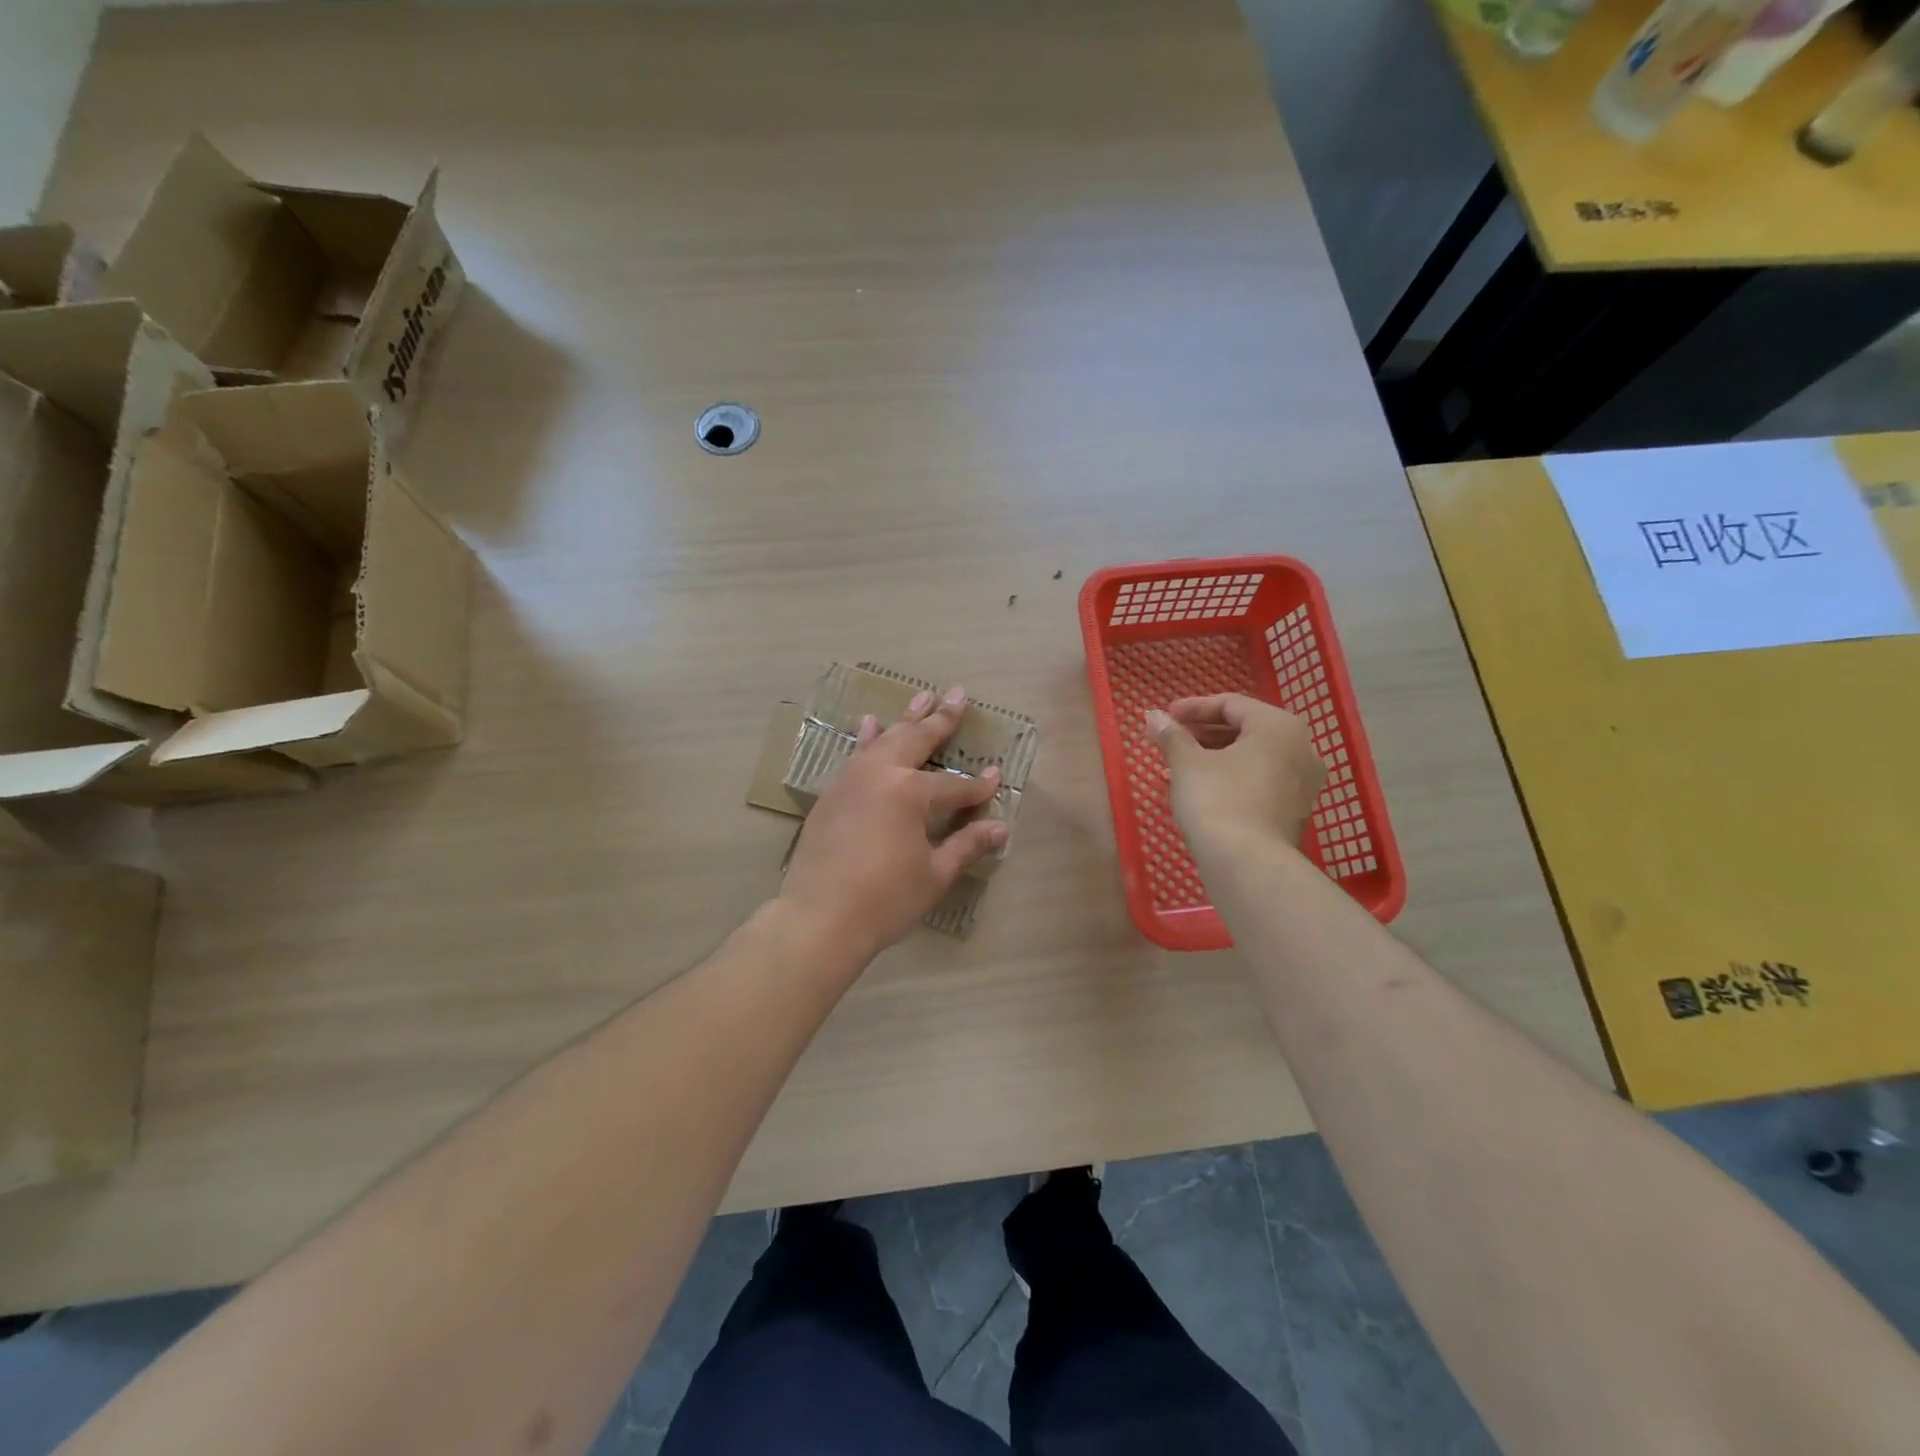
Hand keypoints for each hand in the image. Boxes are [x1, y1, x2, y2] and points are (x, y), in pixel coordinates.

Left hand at [779, 686, 1009, 962]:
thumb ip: (966, 845)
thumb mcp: (934, 875)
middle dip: (941, 719)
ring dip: (906, 718)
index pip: (954, 785)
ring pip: (884, 739)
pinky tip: (870, 724)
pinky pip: (855, 755)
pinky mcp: (831, 793)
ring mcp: (851, 779)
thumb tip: (1001, 827)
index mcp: (910, 793)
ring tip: (922, 697)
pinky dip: (868, 738)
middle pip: (917, 740)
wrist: (818, 918)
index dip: (978, 785)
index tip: (996, 776)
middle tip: (957, 694)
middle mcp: (881, 774)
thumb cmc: (884, 900)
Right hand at [1146, 694, 1325, 850]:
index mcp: (1279, 726)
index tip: (1166, 717)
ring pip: (1252, 758)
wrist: (1247, 864)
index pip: (1231, 704)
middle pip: (1245, 730)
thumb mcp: (1187, 762)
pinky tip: (1201, 790)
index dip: (1193, 708)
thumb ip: (1171, 735)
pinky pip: (1260, 782)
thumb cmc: (1217, 799)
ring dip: (1214, 758)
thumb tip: (1153, 716)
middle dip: (1203, 734)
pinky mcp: (1295, 812)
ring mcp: (1303, 783)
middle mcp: (1301, 748)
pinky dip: (1231, 779)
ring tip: (1178, 768)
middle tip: (1171, 741)